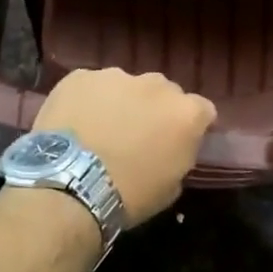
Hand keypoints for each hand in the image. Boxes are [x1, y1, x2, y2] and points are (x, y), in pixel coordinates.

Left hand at [34, 68, 217, 224]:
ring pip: (125, 86)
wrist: (70, 185)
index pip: (202, 110)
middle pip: (163, 92)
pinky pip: (90, 86)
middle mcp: (156, 85)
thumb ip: (179, 155)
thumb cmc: (128, 195)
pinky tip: (74, 123)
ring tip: (100, 129)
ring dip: (120, 103)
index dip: (191, 125)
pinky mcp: (80, 76)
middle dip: (155, 109)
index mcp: (185, 113)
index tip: (178, 141)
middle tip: (137, 135)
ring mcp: (116, 76)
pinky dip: (87, 101)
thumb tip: (171, 147)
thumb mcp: (171, 186)